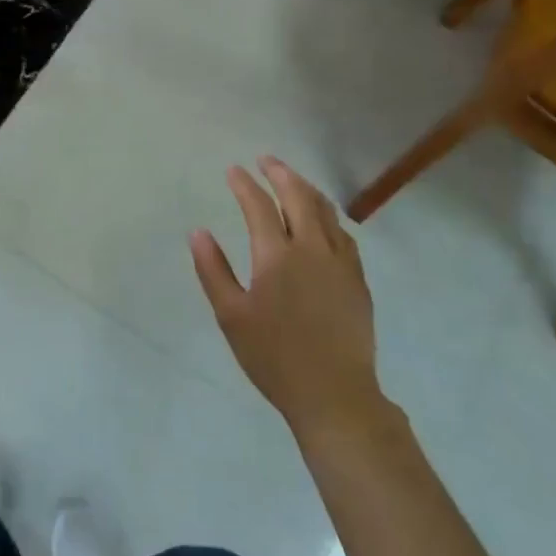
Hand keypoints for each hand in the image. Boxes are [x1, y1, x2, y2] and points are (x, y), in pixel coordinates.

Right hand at [190, 156, 385, 440]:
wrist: (335, 394)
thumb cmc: (274, 357)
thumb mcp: (231, 316)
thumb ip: (213, 270)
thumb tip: (198, 232)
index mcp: (276, 256)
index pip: (259, 206)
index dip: (245, 185)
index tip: (233, 170)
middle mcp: (311, 249)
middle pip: (298, 197)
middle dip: (280, 173)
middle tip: (265, 160)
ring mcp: (340, 263)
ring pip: (325, 212)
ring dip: (306, 189)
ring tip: (293, 180)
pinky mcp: (357, 280)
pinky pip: (343, 234)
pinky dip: (328, 216)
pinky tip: (323, 220)